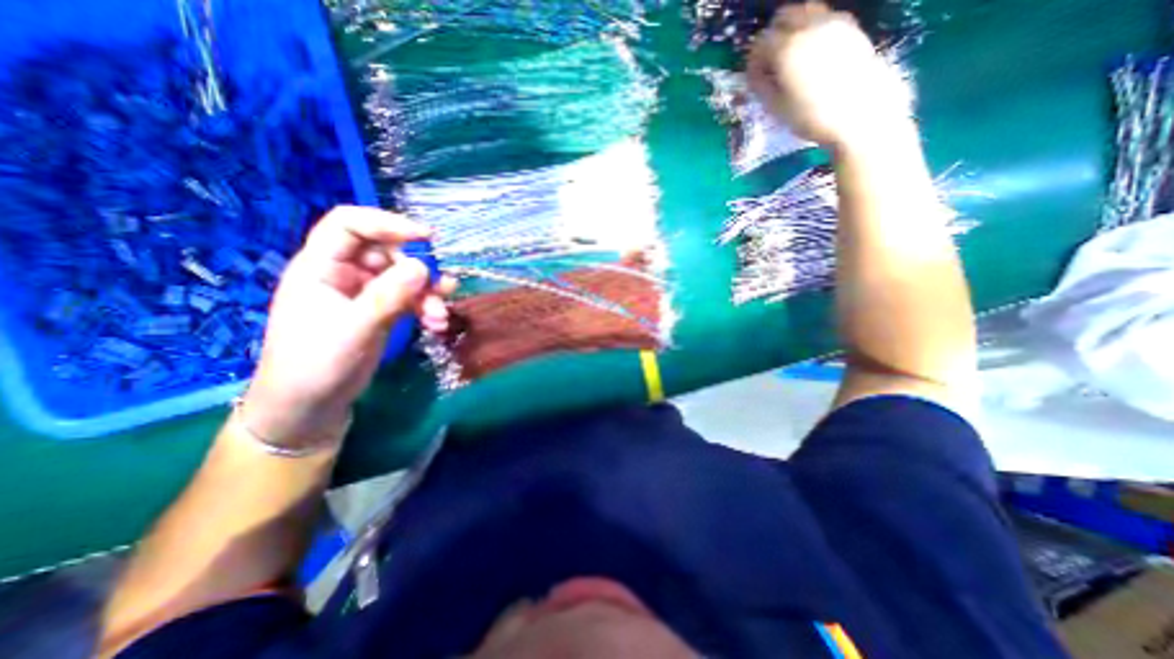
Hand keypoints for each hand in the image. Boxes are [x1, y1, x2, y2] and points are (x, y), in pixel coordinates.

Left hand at [243, 209, 451, 450]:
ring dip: (427, 294)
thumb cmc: (316, 365)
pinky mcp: (381, 311)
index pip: (350, 225)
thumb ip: (387, 296)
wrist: (311, 407)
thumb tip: (422, 266)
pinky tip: (437, 322)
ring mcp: (364, 293)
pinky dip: (426, 307)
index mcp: (320, 267)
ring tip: (441, 315)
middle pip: (387, 253)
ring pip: (404, 277)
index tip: (426, 237)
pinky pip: (409, 298)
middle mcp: (343, 273)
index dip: (387, 223)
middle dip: (417, 271)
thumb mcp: (353, 328)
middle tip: (439, 290)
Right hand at [746, 1, 910, 147]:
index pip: (760, 44)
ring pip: (805, 12)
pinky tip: (812, 55)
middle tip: (770, 63)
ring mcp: (832, 22)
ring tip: (792, 57)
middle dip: (772, 38)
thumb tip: (755, 76)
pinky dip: (812, 31)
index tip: (753, 78)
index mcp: (786, 49)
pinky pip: (824, 18)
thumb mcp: (776, 108)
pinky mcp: (851, 26)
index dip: (753, 62)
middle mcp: (808, 27)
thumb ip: (761, 87)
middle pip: (783, 17)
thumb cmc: (811, 117)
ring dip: (793, 30)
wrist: (860, 113)